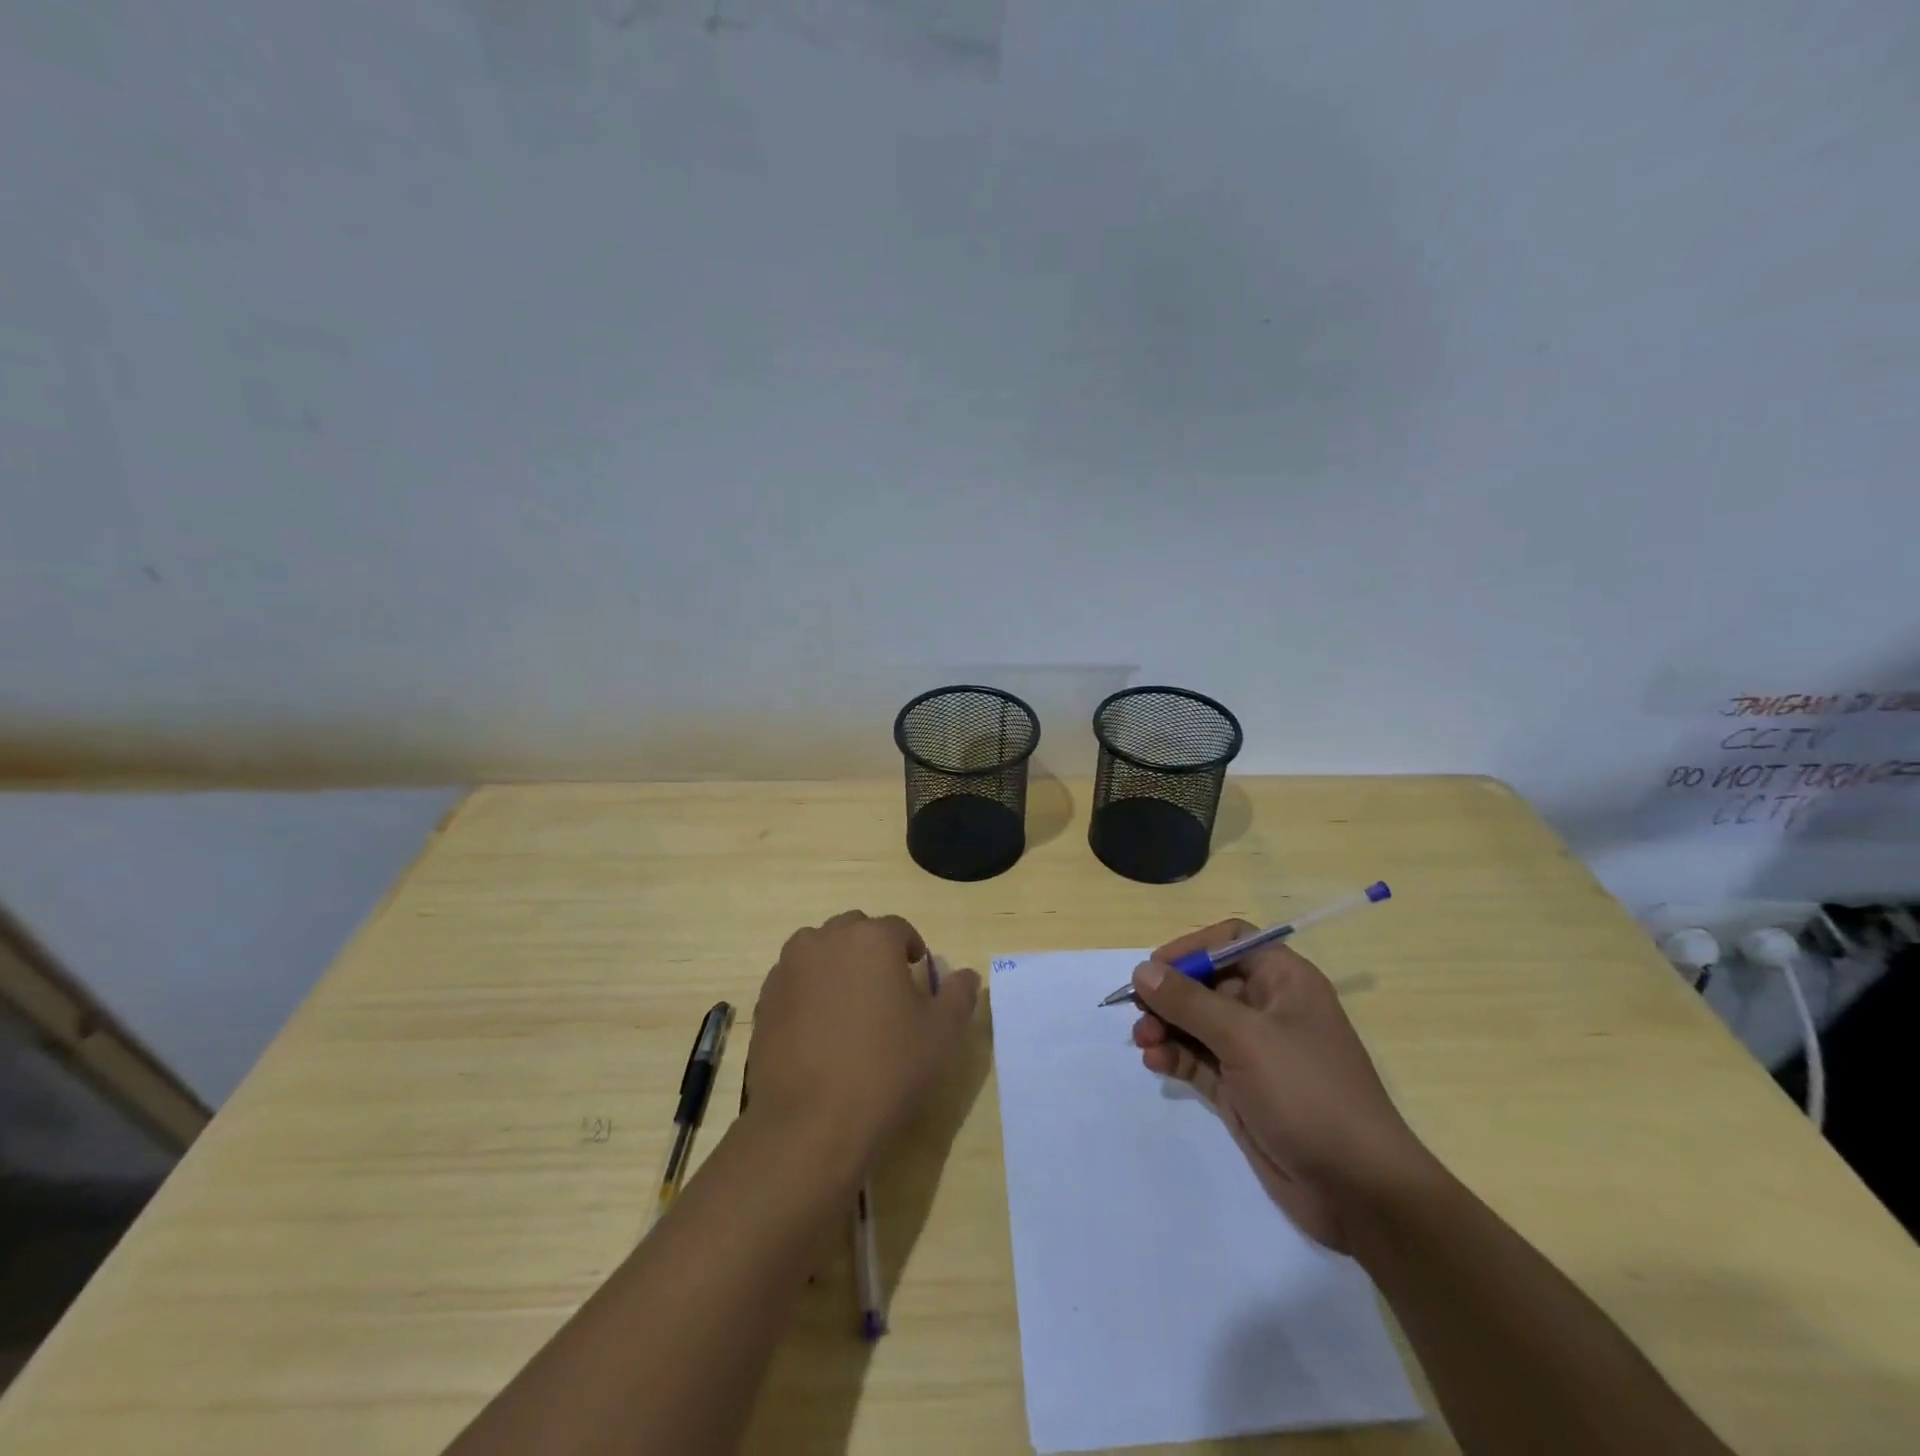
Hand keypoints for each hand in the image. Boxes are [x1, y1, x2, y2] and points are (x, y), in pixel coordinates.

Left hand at [746, 911, 980, 1164]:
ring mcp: (789, 967)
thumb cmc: (886, 1069)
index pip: (899, 929)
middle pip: (856, 931)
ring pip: (820, 951)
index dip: (912, 951)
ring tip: (850, 1009)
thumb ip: (958, 995)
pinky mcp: (765, 998)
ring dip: (838, 965)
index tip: (918, 979)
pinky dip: (810, 990)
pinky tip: (820, 1030)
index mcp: (871, 938)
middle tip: (886, 993)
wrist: (810, 1123)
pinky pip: (796, 979)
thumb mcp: (941, 1034)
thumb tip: (967, 975)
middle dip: (873, 951)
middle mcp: (826, 939)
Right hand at [1131, 923, 1428, 1250]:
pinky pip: (1198, 1059)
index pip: (1231, 942)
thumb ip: (1189, 1002)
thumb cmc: (1308, 1093)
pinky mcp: (1241, 1089)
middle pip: (1206, 982)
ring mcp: (1254, 1052)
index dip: (1192, 948)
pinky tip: (1156, 1063)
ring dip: (1166, 1026)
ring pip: (1197, 1023)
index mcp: (1284, 982)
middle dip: (1169, 994)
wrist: (1358, 1191)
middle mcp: (1268, 1009)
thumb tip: (1142, 970)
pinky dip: (1174, 1056)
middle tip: (1137, 1011)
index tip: (1154, 967)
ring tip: (1144, 1041)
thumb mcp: (1245, 1039)